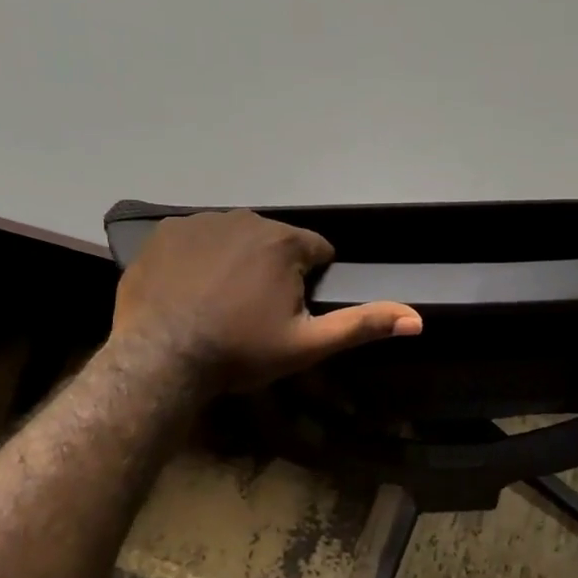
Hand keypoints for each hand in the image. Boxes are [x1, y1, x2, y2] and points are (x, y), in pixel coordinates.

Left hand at [112, 210, 421, 392]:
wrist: (159, 359)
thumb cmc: (240, 352)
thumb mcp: (308, 344)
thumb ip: (362, 325)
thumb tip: (418, 318)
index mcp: (285, 242)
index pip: (318, 251)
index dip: (310, 282)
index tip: (289, 312)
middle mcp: (246, 219)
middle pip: (276, 242)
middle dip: (274, 270)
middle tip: (253, 313)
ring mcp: (200, 221)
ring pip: (236, 238)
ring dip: (237, 262)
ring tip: (219, 304)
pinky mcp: (164, 232)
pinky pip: (197, 239)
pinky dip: (199, 259)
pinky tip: (189, 291)